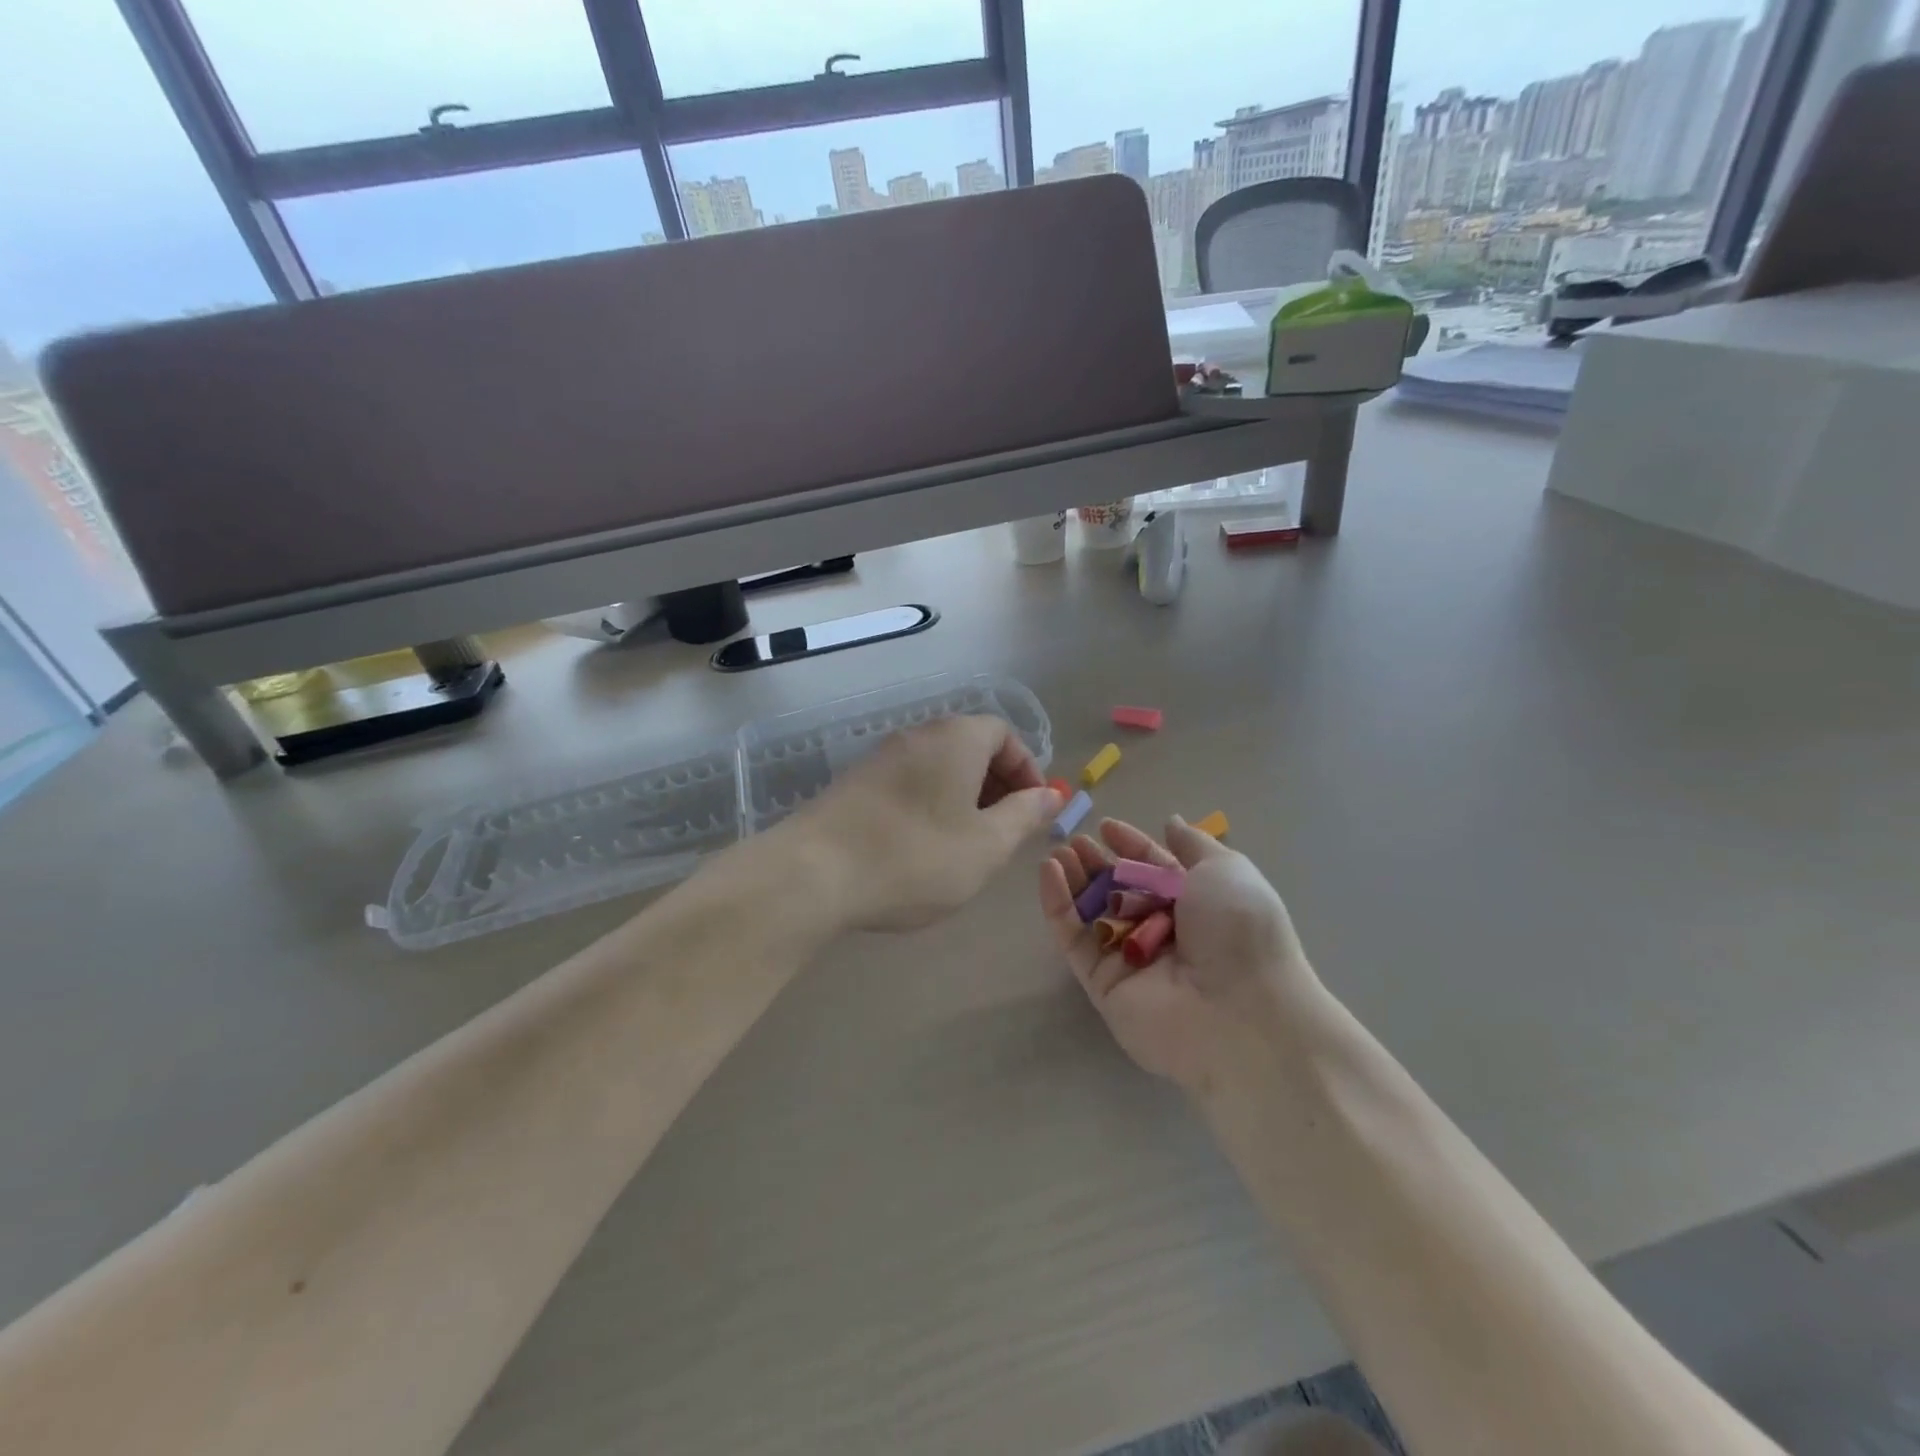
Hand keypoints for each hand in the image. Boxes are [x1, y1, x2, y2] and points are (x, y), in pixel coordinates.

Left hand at [786, 715, 1062, 932]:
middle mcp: (918, 735)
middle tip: (1004, 831)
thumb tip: (1051, 794)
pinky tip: (921, 847)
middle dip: (996, 785)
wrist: (814, 873)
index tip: (1033, 810)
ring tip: (965, 844)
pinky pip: (908, 782)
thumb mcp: (986, 845)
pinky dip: (928, 804)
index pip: (1004, 734)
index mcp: (956, 738)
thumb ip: (1024, 815)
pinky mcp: (854, 782)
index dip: (1026, 770)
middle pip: (970, 747)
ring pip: (937, 767)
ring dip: (961, 798)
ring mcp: (880, 757)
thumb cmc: (915, 857)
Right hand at [1039, 817, 1317, 1090]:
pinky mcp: (1103, 984)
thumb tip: (1170, 822)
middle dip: (1098, 864)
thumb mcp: (1226, 870)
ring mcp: (1132, 960)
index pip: (1156, 870)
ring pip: (1094, 914)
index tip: (1105, 826)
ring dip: (1074, 881)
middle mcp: (1164, 933)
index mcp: (1198, 906)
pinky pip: (1076, 940)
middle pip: (1121, 891)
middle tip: (1074, 841)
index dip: (1131, 846)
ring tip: (1057, 853)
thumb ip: (1192, 844)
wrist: (1239, 1010)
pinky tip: (1048, 872)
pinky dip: (1058, 907)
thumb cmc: (1237, 929)